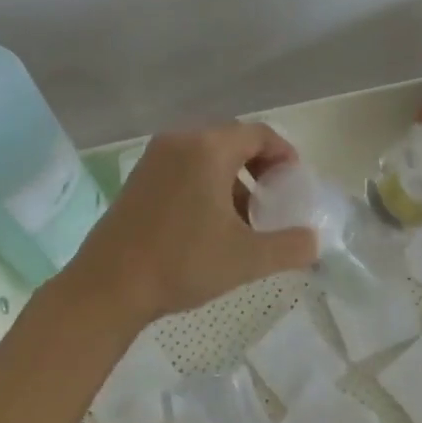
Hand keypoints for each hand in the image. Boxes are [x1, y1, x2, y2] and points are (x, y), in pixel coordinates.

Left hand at [58, 123, 319, 328]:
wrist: (107, 287)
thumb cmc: (181, 263)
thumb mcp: (246, 258)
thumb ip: (290, 246)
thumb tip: (314, 241)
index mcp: (208, 148)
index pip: (259, 134)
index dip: (284, 155)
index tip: (295, 183)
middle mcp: (180, 141)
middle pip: (233, 140)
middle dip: (259, 166)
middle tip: (273, 199)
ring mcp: (154, 157)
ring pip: (207, 155)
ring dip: (232, 177)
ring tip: (244, 217)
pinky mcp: (138, 177)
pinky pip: (184, 166)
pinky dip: (205, 182)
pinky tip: (209, 222)